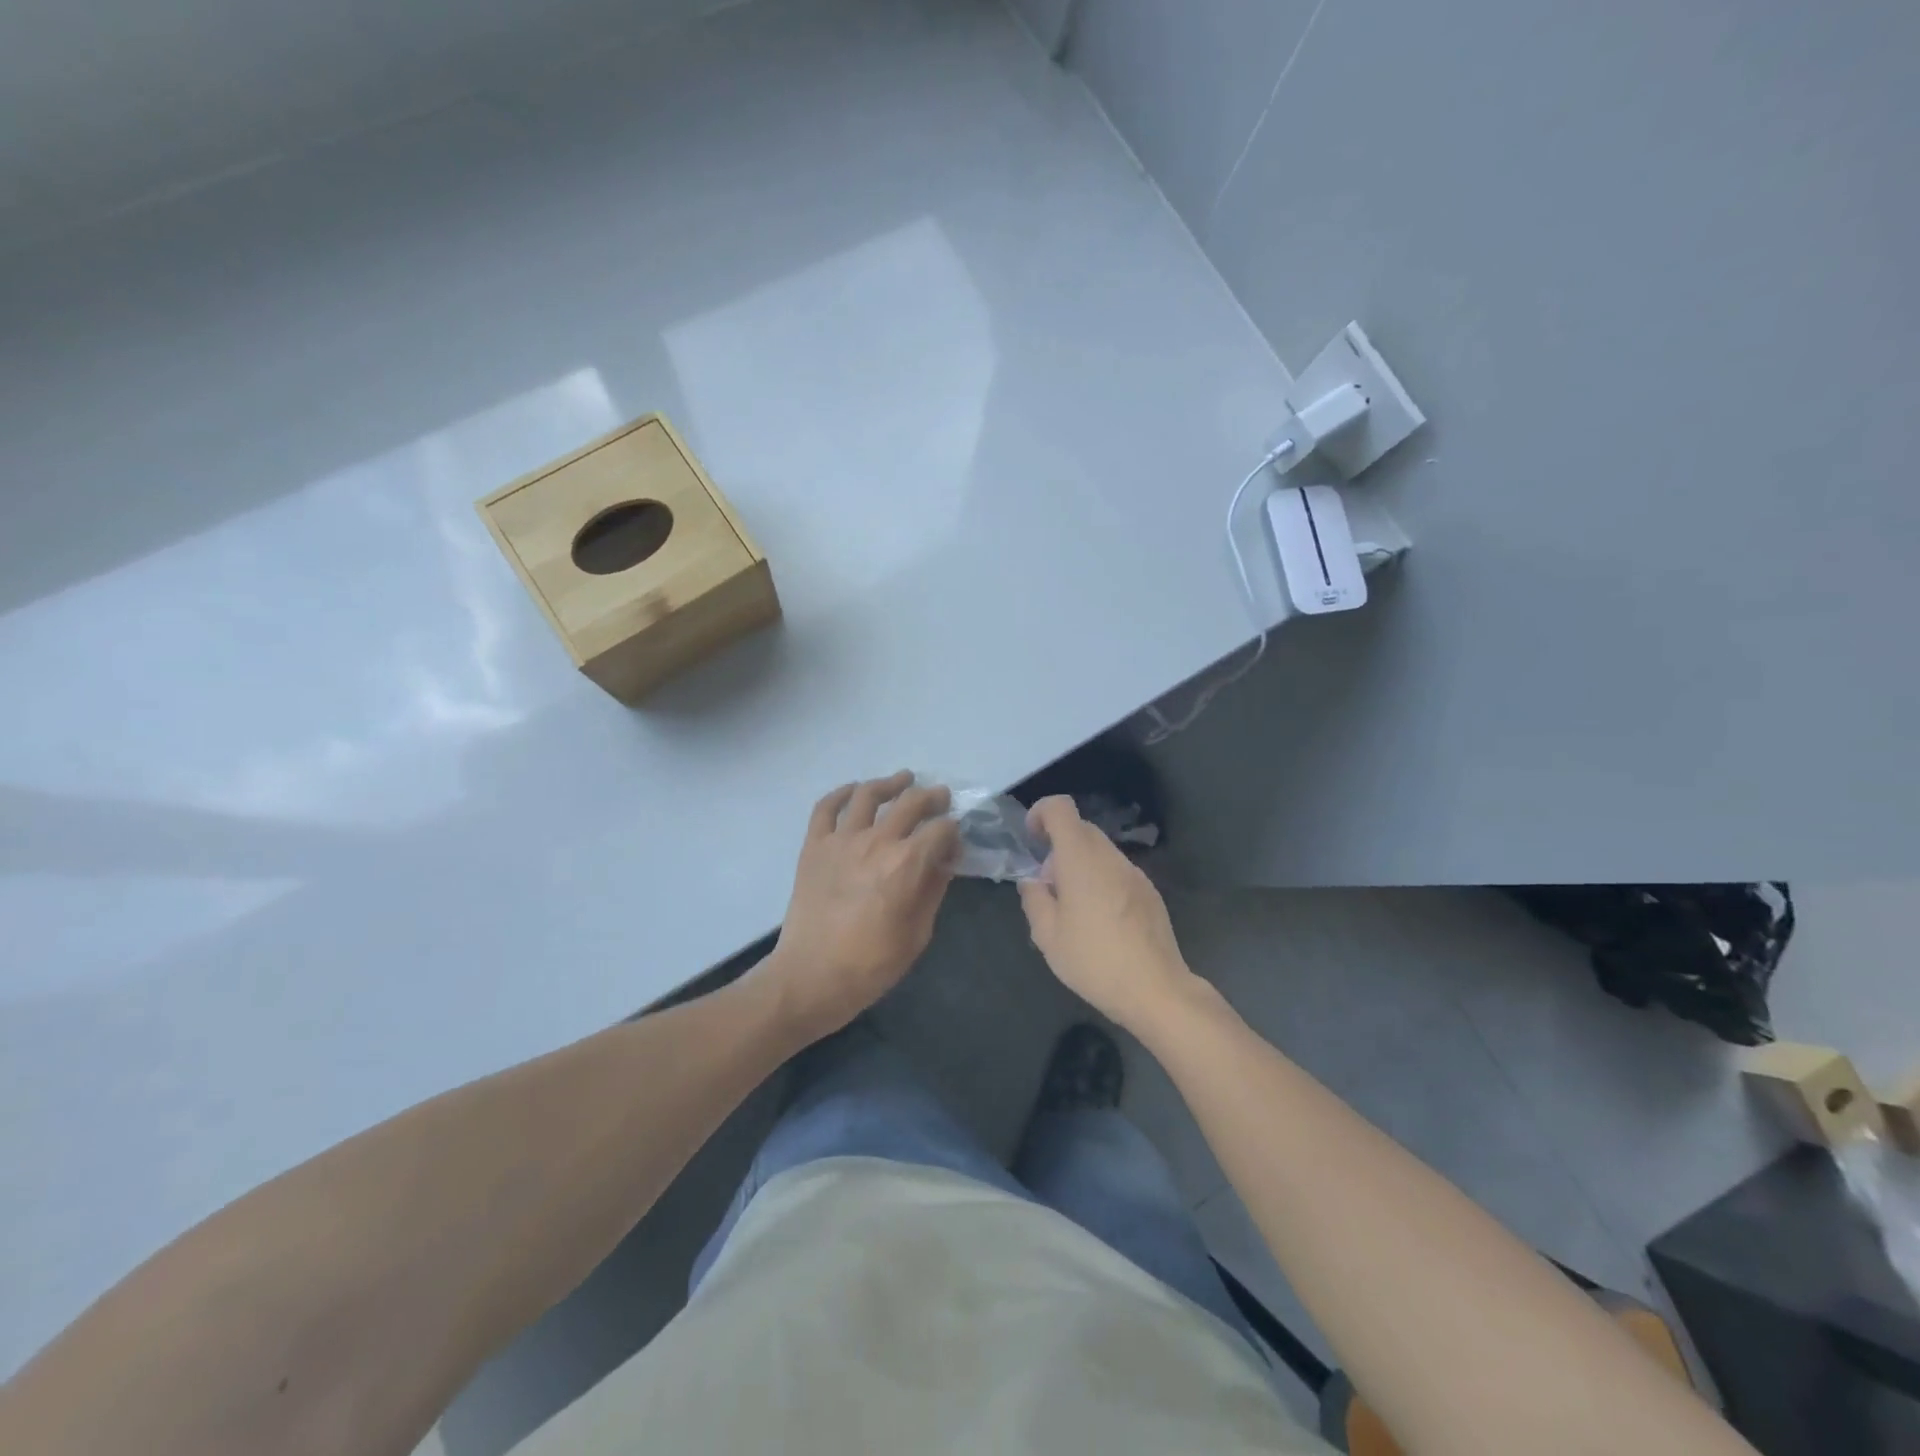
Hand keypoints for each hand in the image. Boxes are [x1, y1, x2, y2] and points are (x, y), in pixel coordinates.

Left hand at [757, 772, 959, 1042]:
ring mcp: (841, 840)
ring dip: (890, 783)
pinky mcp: (814, 846)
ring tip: (903, 779)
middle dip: (932, 797)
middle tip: (940, 797)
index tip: (955, 840)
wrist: (810, 977)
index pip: (941, 830)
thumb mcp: (918, 933)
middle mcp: (876, 841)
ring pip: (868, 794)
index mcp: (907, 864)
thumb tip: (944, 861)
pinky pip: (826, 807)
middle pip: (911, 802)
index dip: (953, 831)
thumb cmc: (871, 964)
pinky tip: (854, 790)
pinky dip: (841, 793)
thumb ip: (933, 889)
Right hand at [1018, 795, 1200, 1034]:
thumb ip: (1034, 899)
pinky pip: (1117, 872)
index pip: (1060, 808)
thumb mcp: (1047, 936)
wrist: (1156, 990)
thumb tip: (1032, 881)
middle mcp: (1110, 857)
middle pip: (1080, 829)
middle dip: (1057, 848)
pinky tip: (1100, 922)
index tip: (1031, 840)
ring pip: (1100, 852)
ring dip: (1080, 866)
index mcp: (1081, 859)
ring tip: (1073, 911)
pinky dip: (1100, 881)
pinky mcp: (1149, 892)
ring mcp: (1134, 873)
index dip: (1041, 813)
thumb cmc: (1094, 960)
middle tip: (1048, 888)